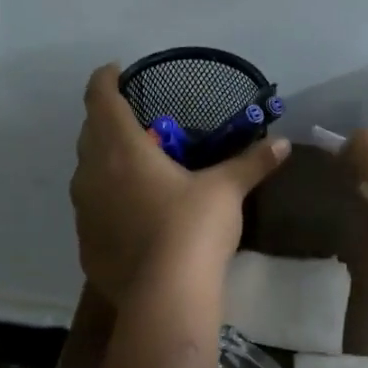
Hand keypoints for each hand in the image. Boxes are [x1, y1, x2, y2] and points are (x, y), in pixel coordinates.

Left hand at [71, 64, 291, 300]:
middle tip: (135, 120)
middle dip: (107, 120)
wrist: (165, 297)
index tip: (116, 70)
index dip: (105, 78)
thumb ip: (251, 163)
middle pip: (89, 132)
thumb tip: (283, 144)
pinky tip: (130, 216)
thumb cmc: (192, 229)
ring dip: (103, 162)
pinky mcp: (85, 244)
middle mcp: (92, 174)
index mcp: (122, 149)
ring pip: (86, 173)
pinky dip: (106, 202)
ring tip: (132, 167)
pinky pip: (91, 210)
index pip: (100, 98)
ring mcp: (84, 212)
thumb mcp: (226, 191)